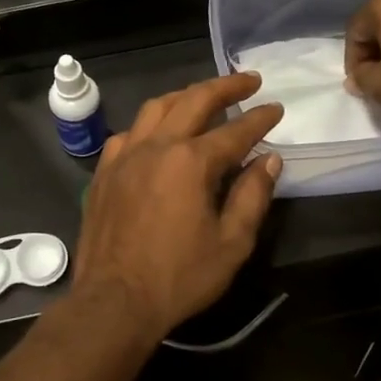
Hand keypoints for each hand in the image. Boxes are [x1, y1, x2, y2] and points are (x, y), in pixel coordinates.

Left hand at [73, 74, 284, 342]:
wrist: (114, 300)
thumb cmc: (179, 277)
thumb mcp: (231, 243)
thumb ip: (252, 196)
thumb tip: (269, 160)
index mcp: (191, 162)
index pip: (235, 130)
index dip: (260, 118)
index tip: (277, 108)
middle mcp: (156, 146)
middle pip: (194, 101)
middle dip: (225, 86)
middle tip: (249, 80)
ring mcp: (124, 156)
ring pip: (156, 108)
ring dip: (184, 96)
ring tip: (204, 96)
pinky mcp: (103, 172)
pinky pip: (128, 133)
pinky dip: (149, 125)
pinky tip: (156, 135)